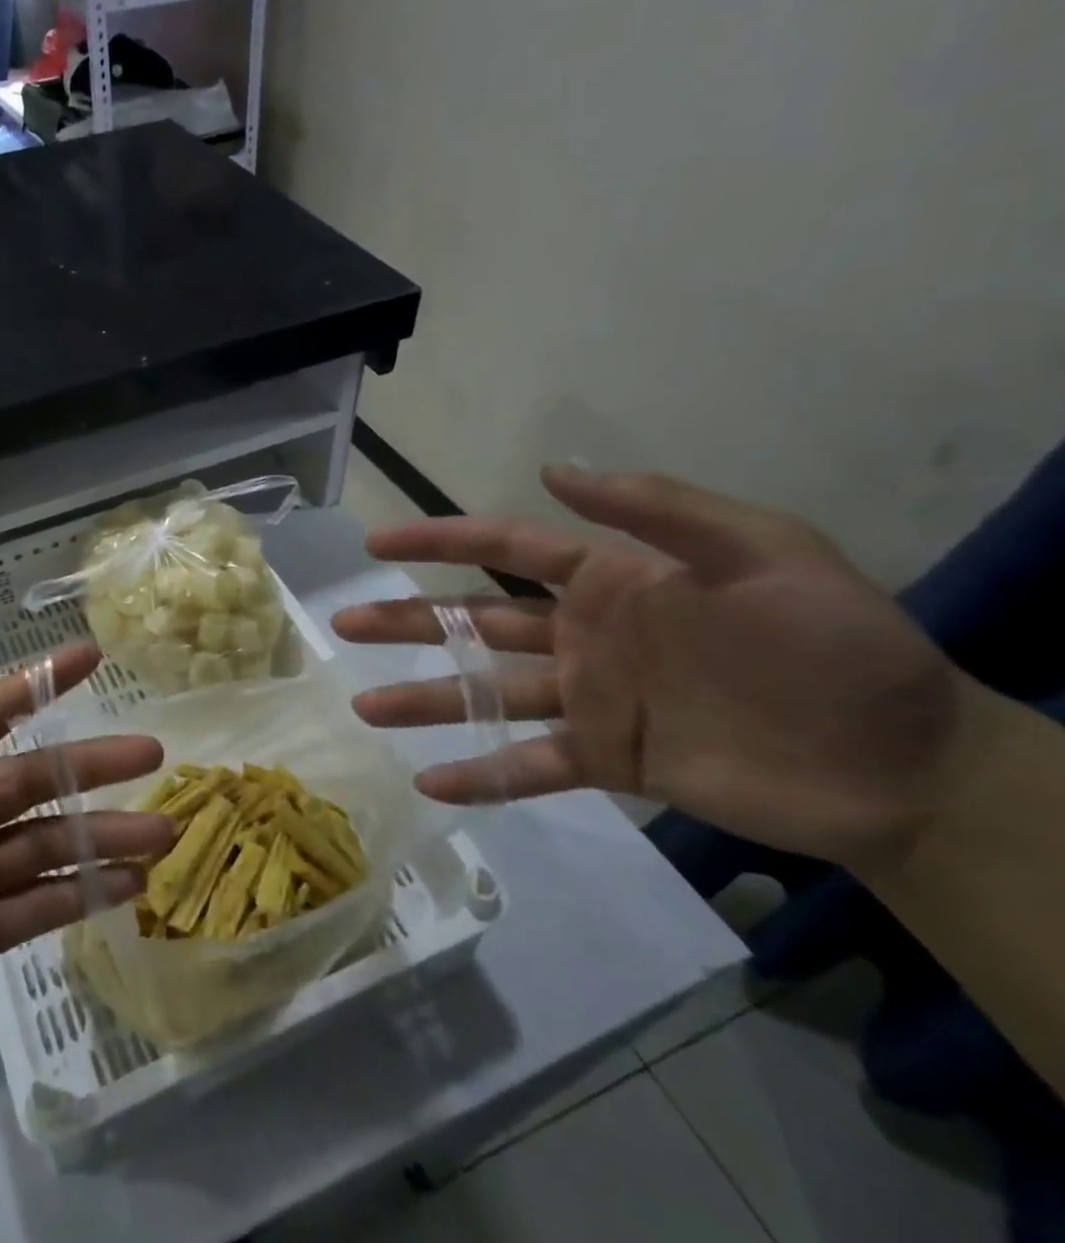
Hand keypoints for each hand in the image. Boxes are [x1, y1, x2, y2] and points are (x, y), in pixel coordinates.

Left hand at [0, 644, 170, 1187]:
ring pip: (40, 847)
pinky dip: (80, 894)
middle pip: (25, 784)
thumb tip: (10, 772)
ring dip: (99, 838)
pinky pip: (34, 907)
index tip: (89, 656)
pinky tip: (127, 888)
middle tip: (152, 752)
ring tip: (161, 834)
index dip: (32, 685)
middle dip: (86, 766)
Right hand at [331, 466, 984, 879]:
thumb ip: (656, 509)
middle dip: (406, 621)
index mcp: (610, 580)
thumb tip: (554, 470)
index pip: (503, 549)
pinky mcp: (607, 759)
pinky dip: (480, 773)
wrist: (907, 762)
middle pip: (472, 621)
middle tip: (344, 626)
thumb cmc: (835, 645)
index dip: (437, 540)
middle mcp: (582, 635)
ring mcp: (588, 699)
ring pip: (485, 694)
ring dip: (424, 699)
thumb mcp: (764, 552)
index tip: (377, 544)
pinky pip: (529, 764)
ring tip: (362, 709)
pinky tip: (428, 783)